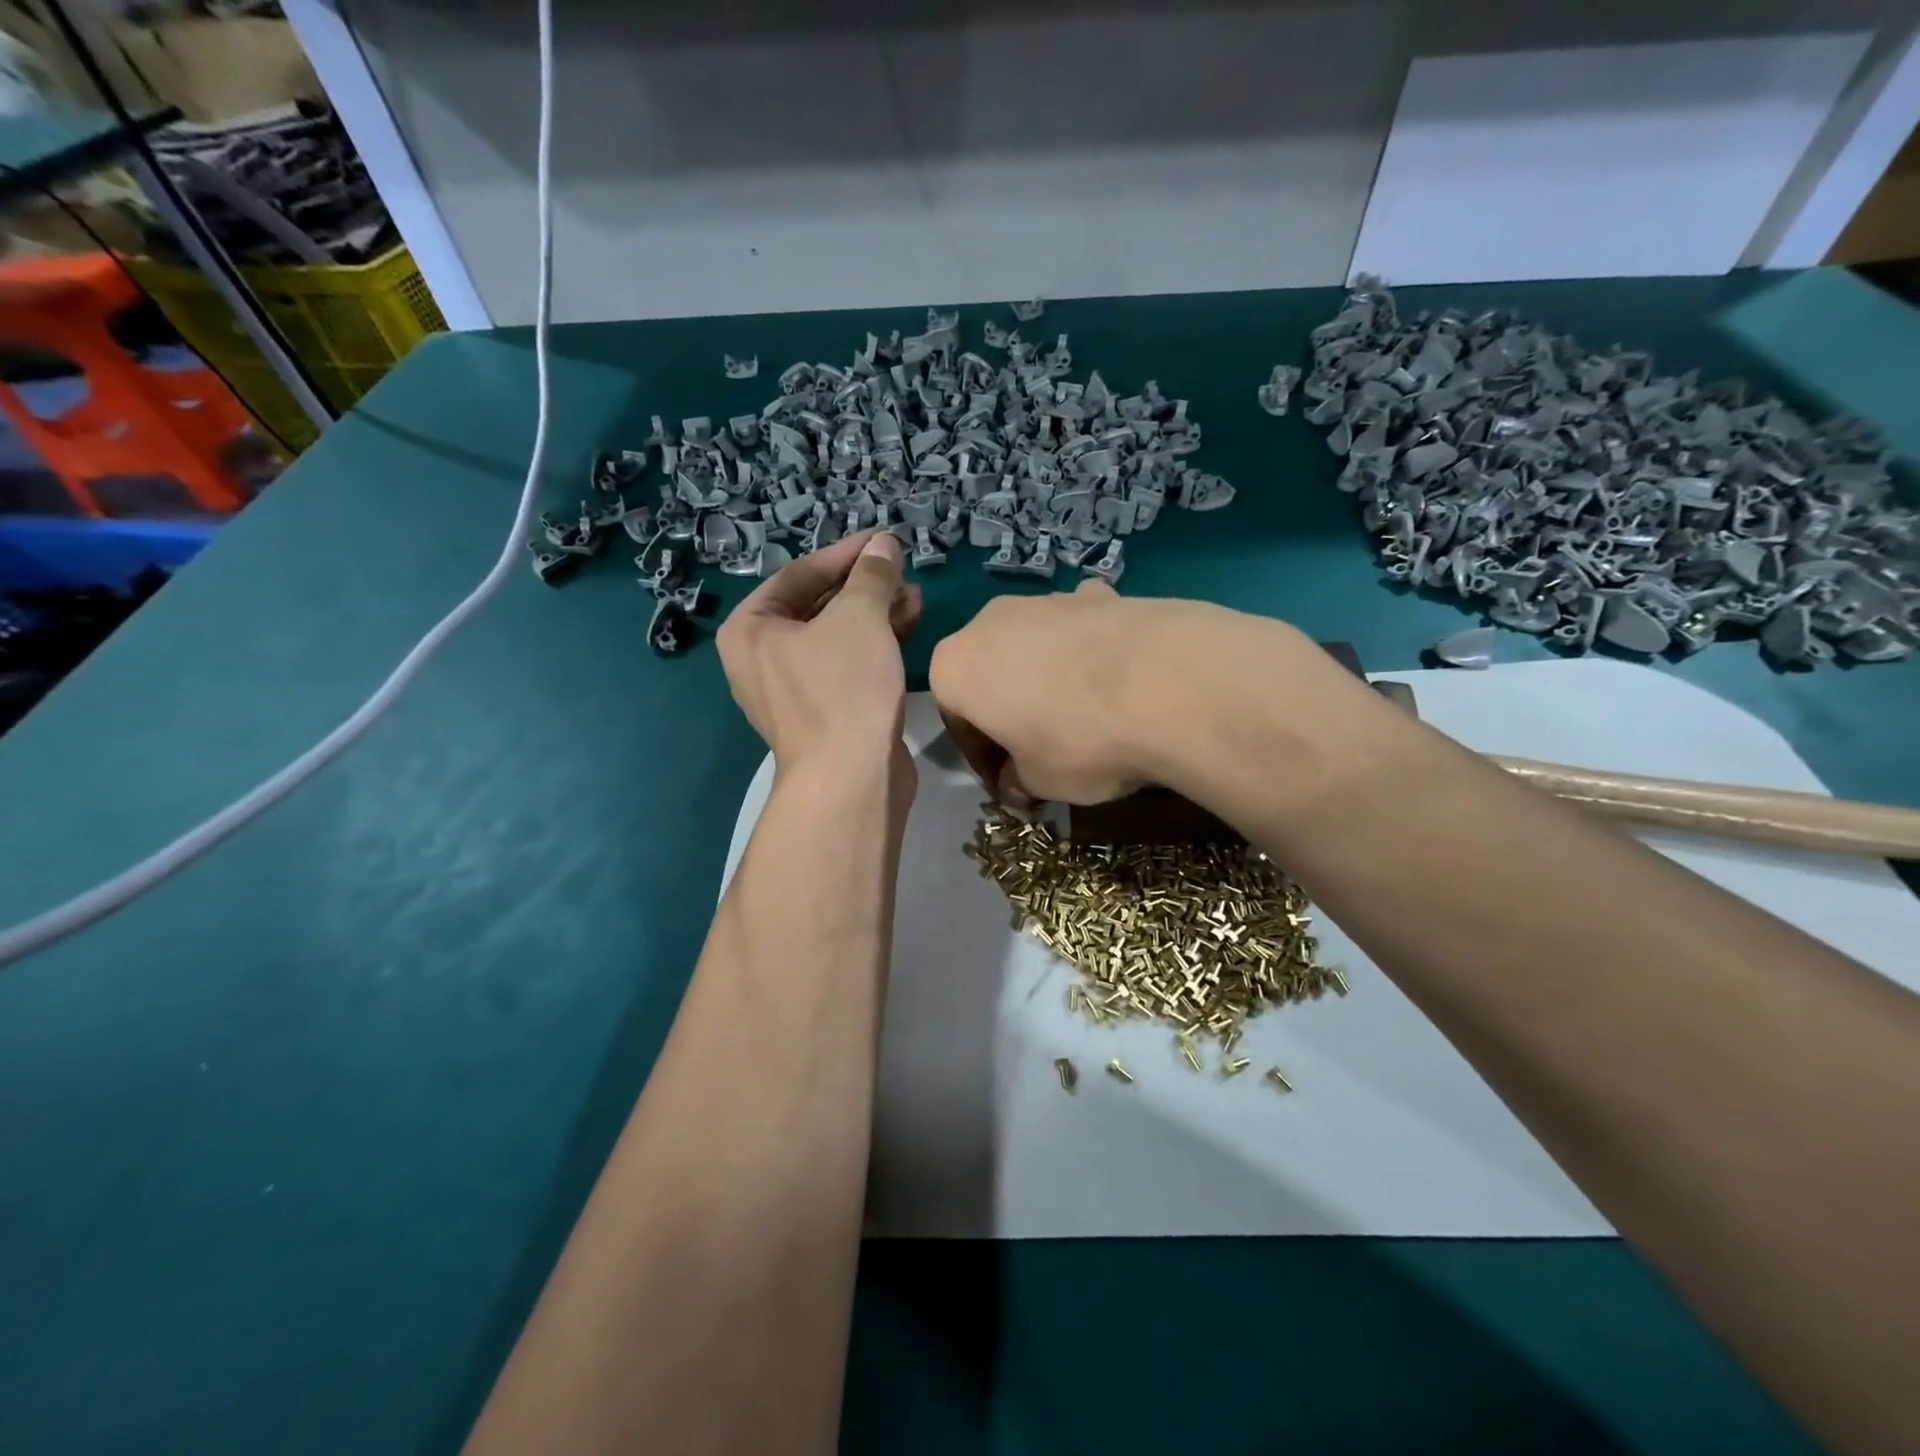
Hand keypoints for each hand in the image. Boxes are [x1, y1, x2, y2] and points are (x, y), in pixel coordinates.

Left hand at [717, 528, 921, 772]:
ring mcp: (795, 689)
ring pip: (838, 636)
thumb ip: (871, 574)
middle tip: (901, 570)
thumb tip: (883, 544)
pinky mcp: (826, 712)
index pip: (799, 574)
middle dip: (864, 586)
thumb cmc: (843, 687)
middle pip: (818, 605)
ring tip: (915, 596)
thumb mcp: (859, 616)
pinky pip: (848, 664)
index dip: (845, 553)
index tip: (883, 540)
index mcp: (751, 630)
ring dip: (876, 613)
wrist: (851, 779)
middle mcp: (764, 658)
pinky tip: (909, 626)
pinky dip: (875, 644)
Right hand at [929, 581, 1324, 806]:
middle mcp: (989, 621)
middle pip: (989, 675)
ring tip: (1085, 719)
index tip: (1009, 785)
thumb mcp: (1039, 782)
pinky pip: (1079, 630)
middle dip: (1009, 712)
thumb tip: (1018, 784)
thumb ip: (1017, 781)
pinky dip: (1088, 653)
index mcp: (955, 666)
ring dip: (1045, 681)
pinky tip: (1119, 681)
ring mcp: (1047, 600)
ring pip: (1032, 648)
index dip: (982, 759)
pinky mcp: (1099, 592)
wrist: (1168, 683)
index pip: (956, 721)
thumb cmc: (1079, 741)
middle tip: (1040, 751)